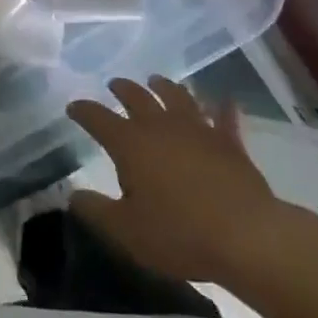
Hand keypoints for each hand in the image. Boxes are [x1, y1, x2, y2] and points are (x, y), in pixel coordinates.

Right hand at [67, 76, 283, 286]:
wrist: (246, 236)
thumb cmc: (179, 233)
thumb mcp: (125, 230)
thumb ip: (95, 210)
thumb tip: (71, 195)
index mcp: (130, 143)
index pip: (98, 118)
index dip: (83, 111)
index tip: (73, 107)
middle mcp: (161, 126)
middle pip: (137, 97)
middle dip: (123, 88)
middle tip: (114, 84)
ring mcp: (198, 129)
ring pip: (177, 97)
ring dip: (164, 86)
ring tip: (156, 81)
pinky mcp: (229, 142)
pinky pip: (224, 117)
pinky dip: (222, 107)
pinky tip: (224, 100)